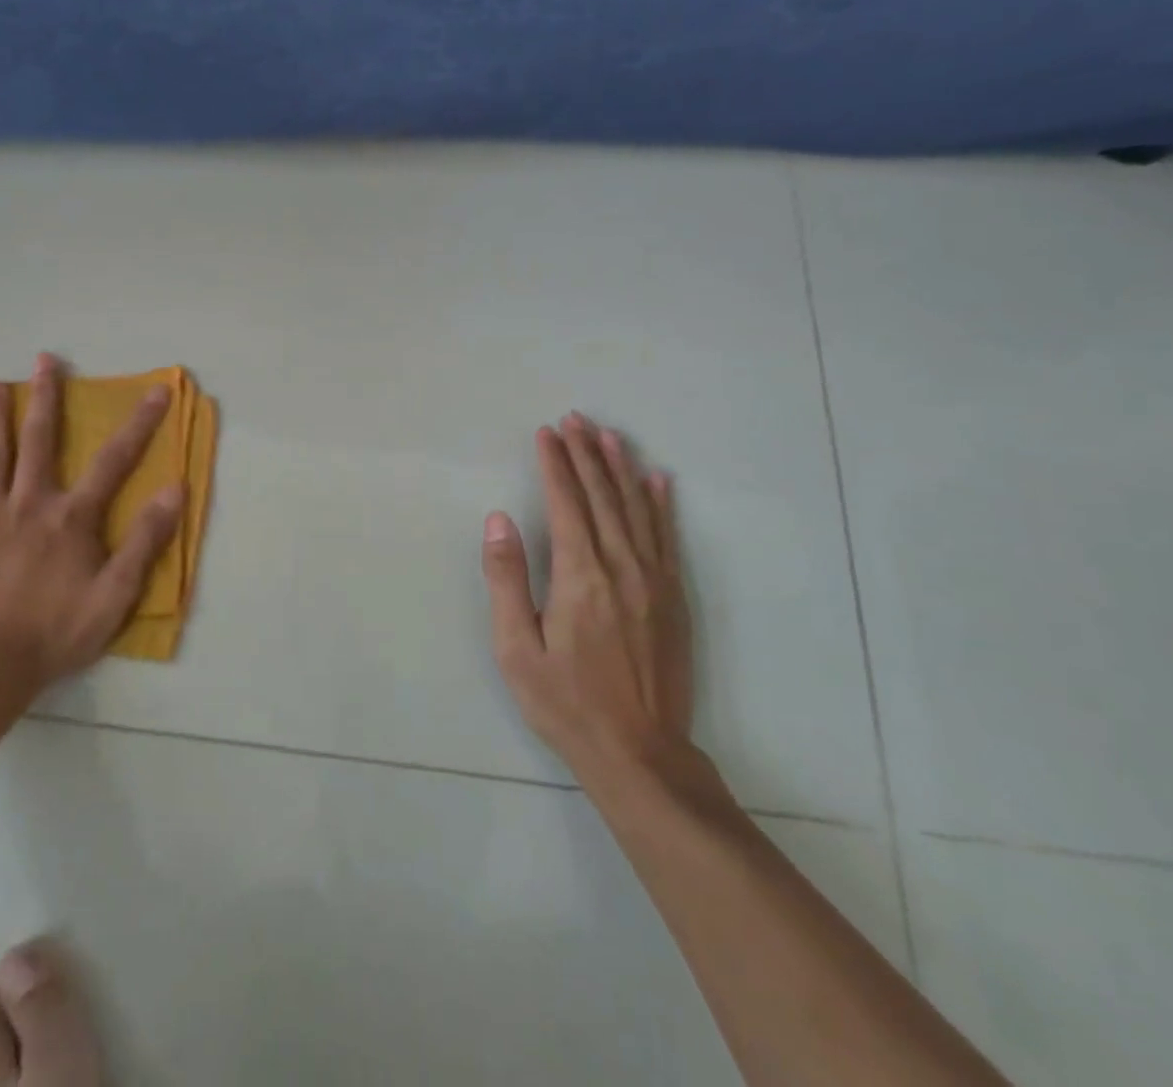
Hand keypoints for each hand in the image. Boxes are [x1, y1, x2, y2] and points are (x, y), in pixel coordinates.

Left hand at [0, 353, 184, 707]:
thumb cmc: (58, 631)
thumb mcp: (116, 593)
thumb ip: (145, 540)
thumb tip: (175, 490)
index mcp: (72, 517)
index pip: (115, 460)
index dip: (140, 423)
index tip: (157, 391)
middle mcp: (30, 504)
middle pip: (40, 441)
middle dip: (46, 398)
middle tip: (44, 361)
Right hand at [482, 414, 696, 784]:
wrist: (640, 753)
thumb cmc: (566, 702)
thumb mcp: (516, 648)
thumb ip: (507, 578)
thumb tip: (499, 519)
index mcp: (580, 575)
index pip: (566, 502)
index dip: (555, 463)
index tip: (546, 433)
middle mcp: (621, 566)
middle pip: (601, 495)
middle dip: (585, 453)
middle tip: (574, 418)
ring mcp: (654, 580)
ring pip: (636, 508)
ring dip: (620, 467)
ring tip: (608, 434)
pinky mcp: (673, 597)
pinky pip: (666, 536)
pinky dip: (660, 504)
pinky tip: (657, 481)